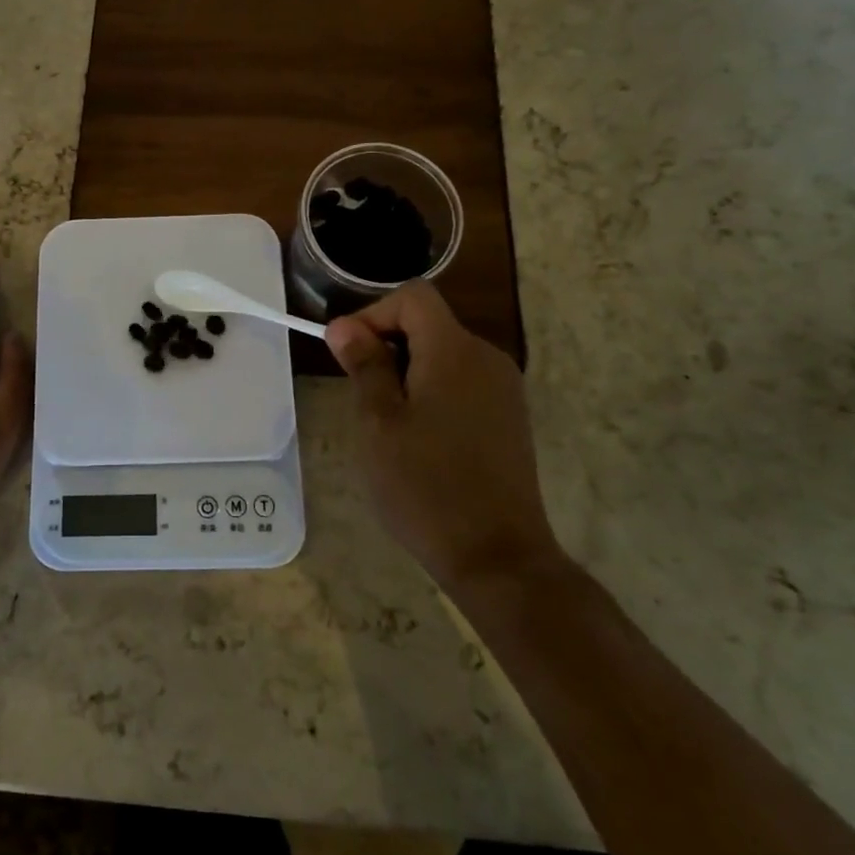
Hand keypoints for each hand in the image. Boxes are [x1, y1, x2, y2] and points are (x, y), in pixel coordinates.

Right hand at [325, 282, 559, 586]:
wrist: (497, 556)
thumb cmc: (426, 485)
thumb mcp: (379, 422)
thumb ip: (364, 366)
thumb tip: (344, 326)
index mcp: (455, 351)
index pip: (412, 297)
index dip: (373, 314)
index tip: (347, 354)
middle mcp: (487, 358)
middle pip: (429, 324)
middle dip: (387, 347)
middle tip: (361, 396)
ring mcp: (504, 389)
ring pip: (443, 355)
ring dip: (407, 373)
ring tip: (387, 423)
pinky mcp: (510, 418)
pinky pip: (463, 382)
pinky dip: (433, 392)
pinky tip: (420, 440)